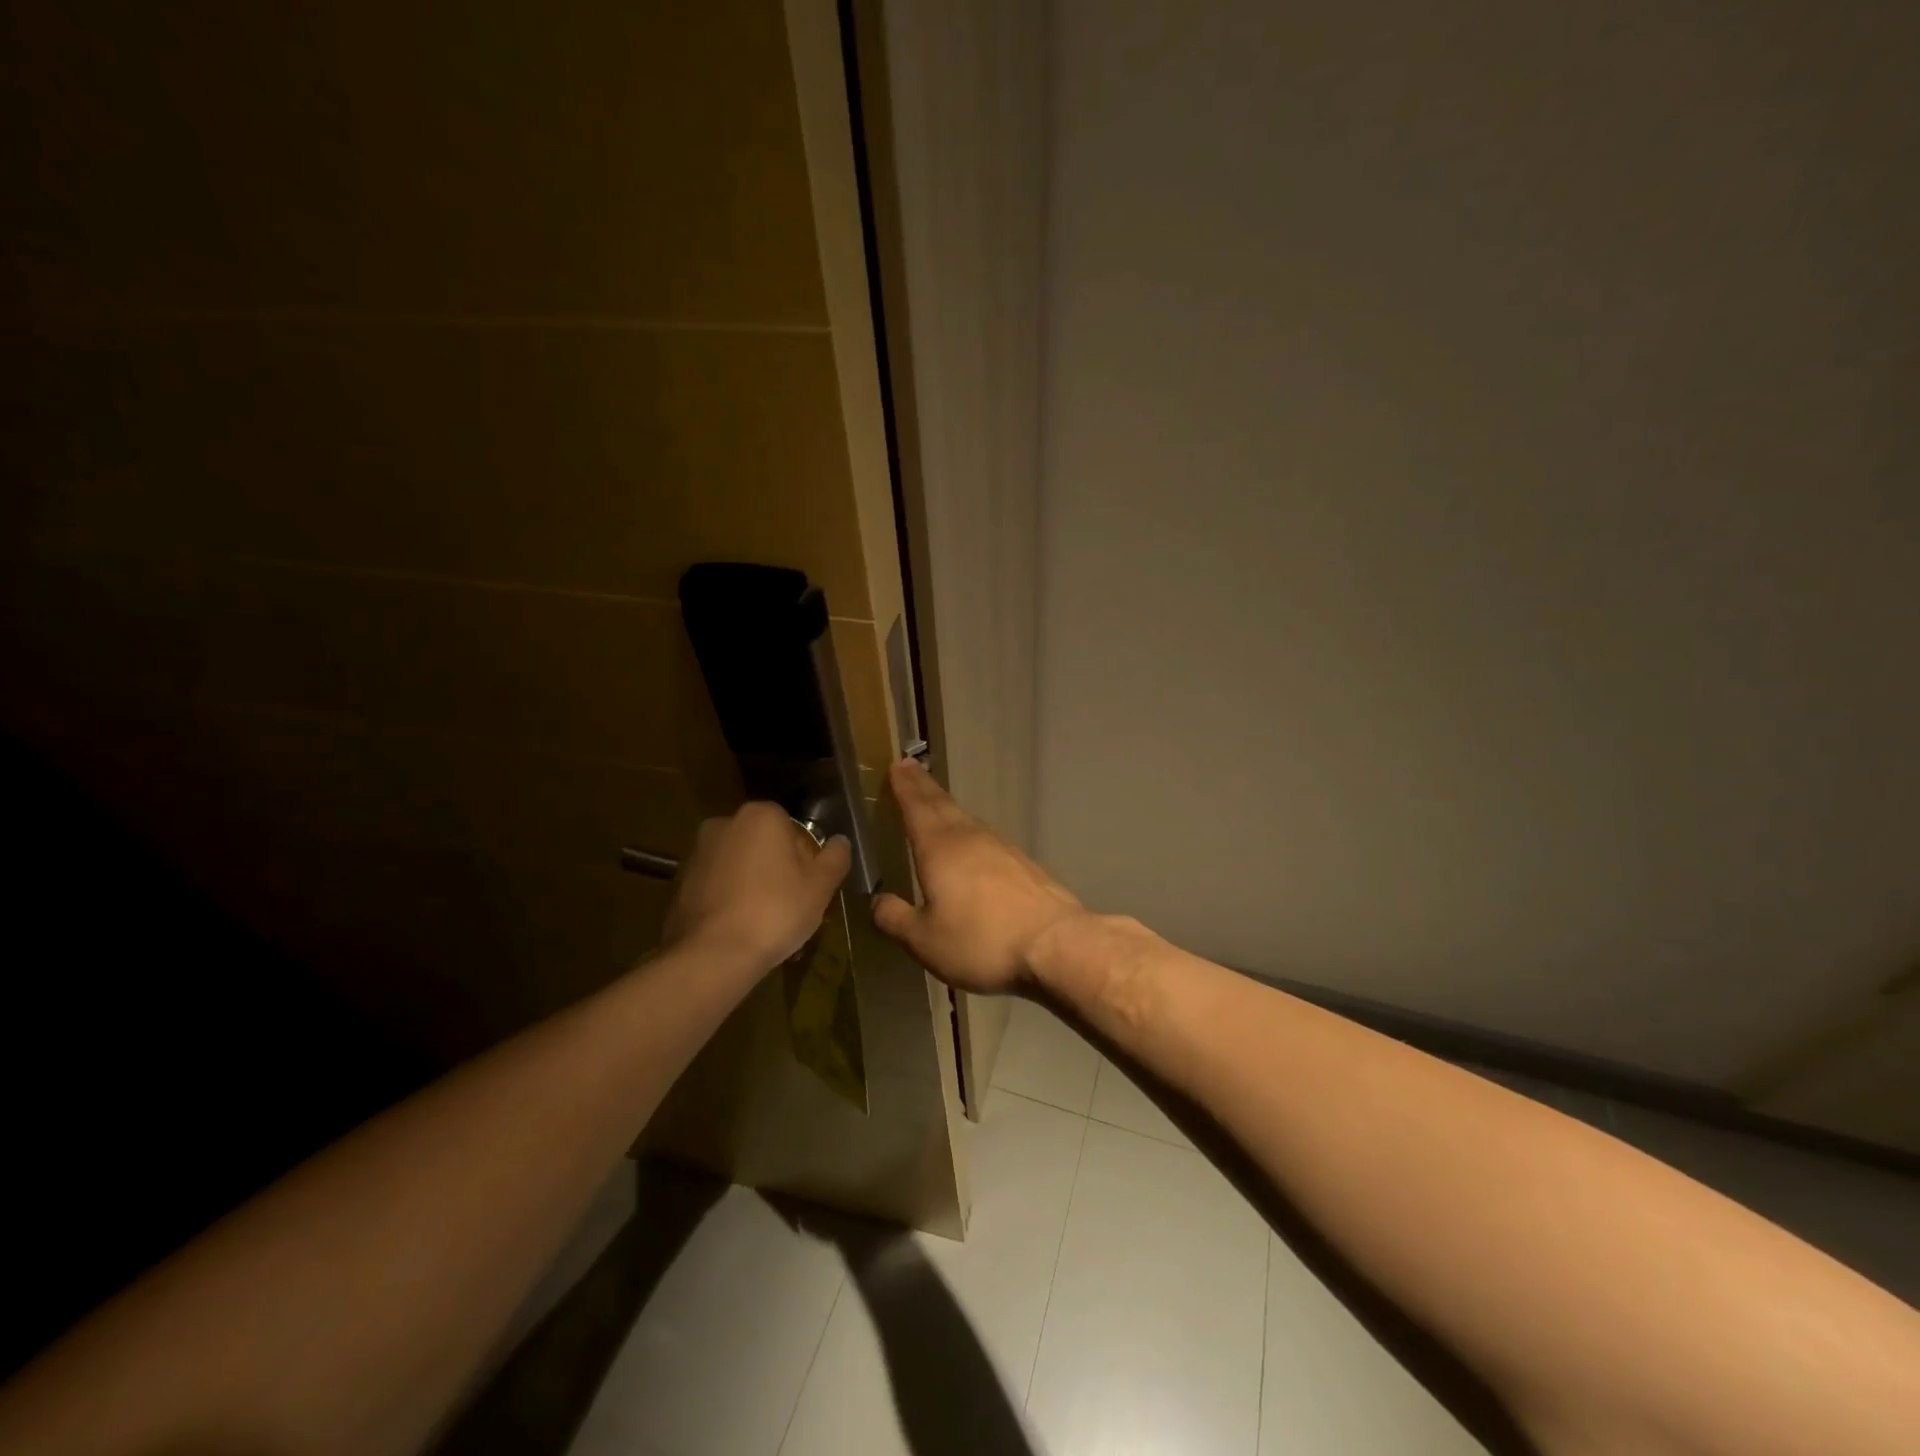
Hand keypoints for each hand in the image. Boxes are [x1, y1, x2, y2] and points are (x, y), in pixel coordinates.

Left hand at [662, 802, 851, 972]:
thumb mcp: (821, 886)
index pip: (791, 827)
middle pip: (762, 843)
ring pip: (737, 864)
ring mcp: (696, 852)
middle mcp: (724, 823)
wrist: (713, 955)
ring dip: (750, 884)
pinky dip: (726, 899)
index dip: (804, 857)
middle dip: (775, 868)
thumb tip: (840, 841)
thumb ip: (836, 857)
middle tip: (789, 905)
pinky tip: (736, 929)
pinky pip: (714, 885)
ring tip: (762, 923)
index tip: (807, 885)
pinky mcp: (678, 882)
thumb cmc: (776, 911)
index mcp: (760, 815)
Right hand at [872, 759, 1085, 993]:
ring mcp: (1001, 848)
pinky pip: (986, 837)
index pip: (916, 808)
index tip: (896, 765)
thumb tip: (877, 901)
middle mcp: (970, 838)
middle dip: (923, 787)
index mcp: (939, 848)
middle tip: (909, 768)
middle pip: (942, 805)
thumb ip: (896, 919)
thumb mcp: (925, 940)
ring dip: (947, 806)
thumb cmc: (981, 940)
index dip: (904, 787)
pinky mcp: (1023, 864)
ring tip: (935, 802)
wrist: (1054, 944)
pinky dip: (969, 830)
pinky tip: (971, 843)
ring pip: (966, 818)